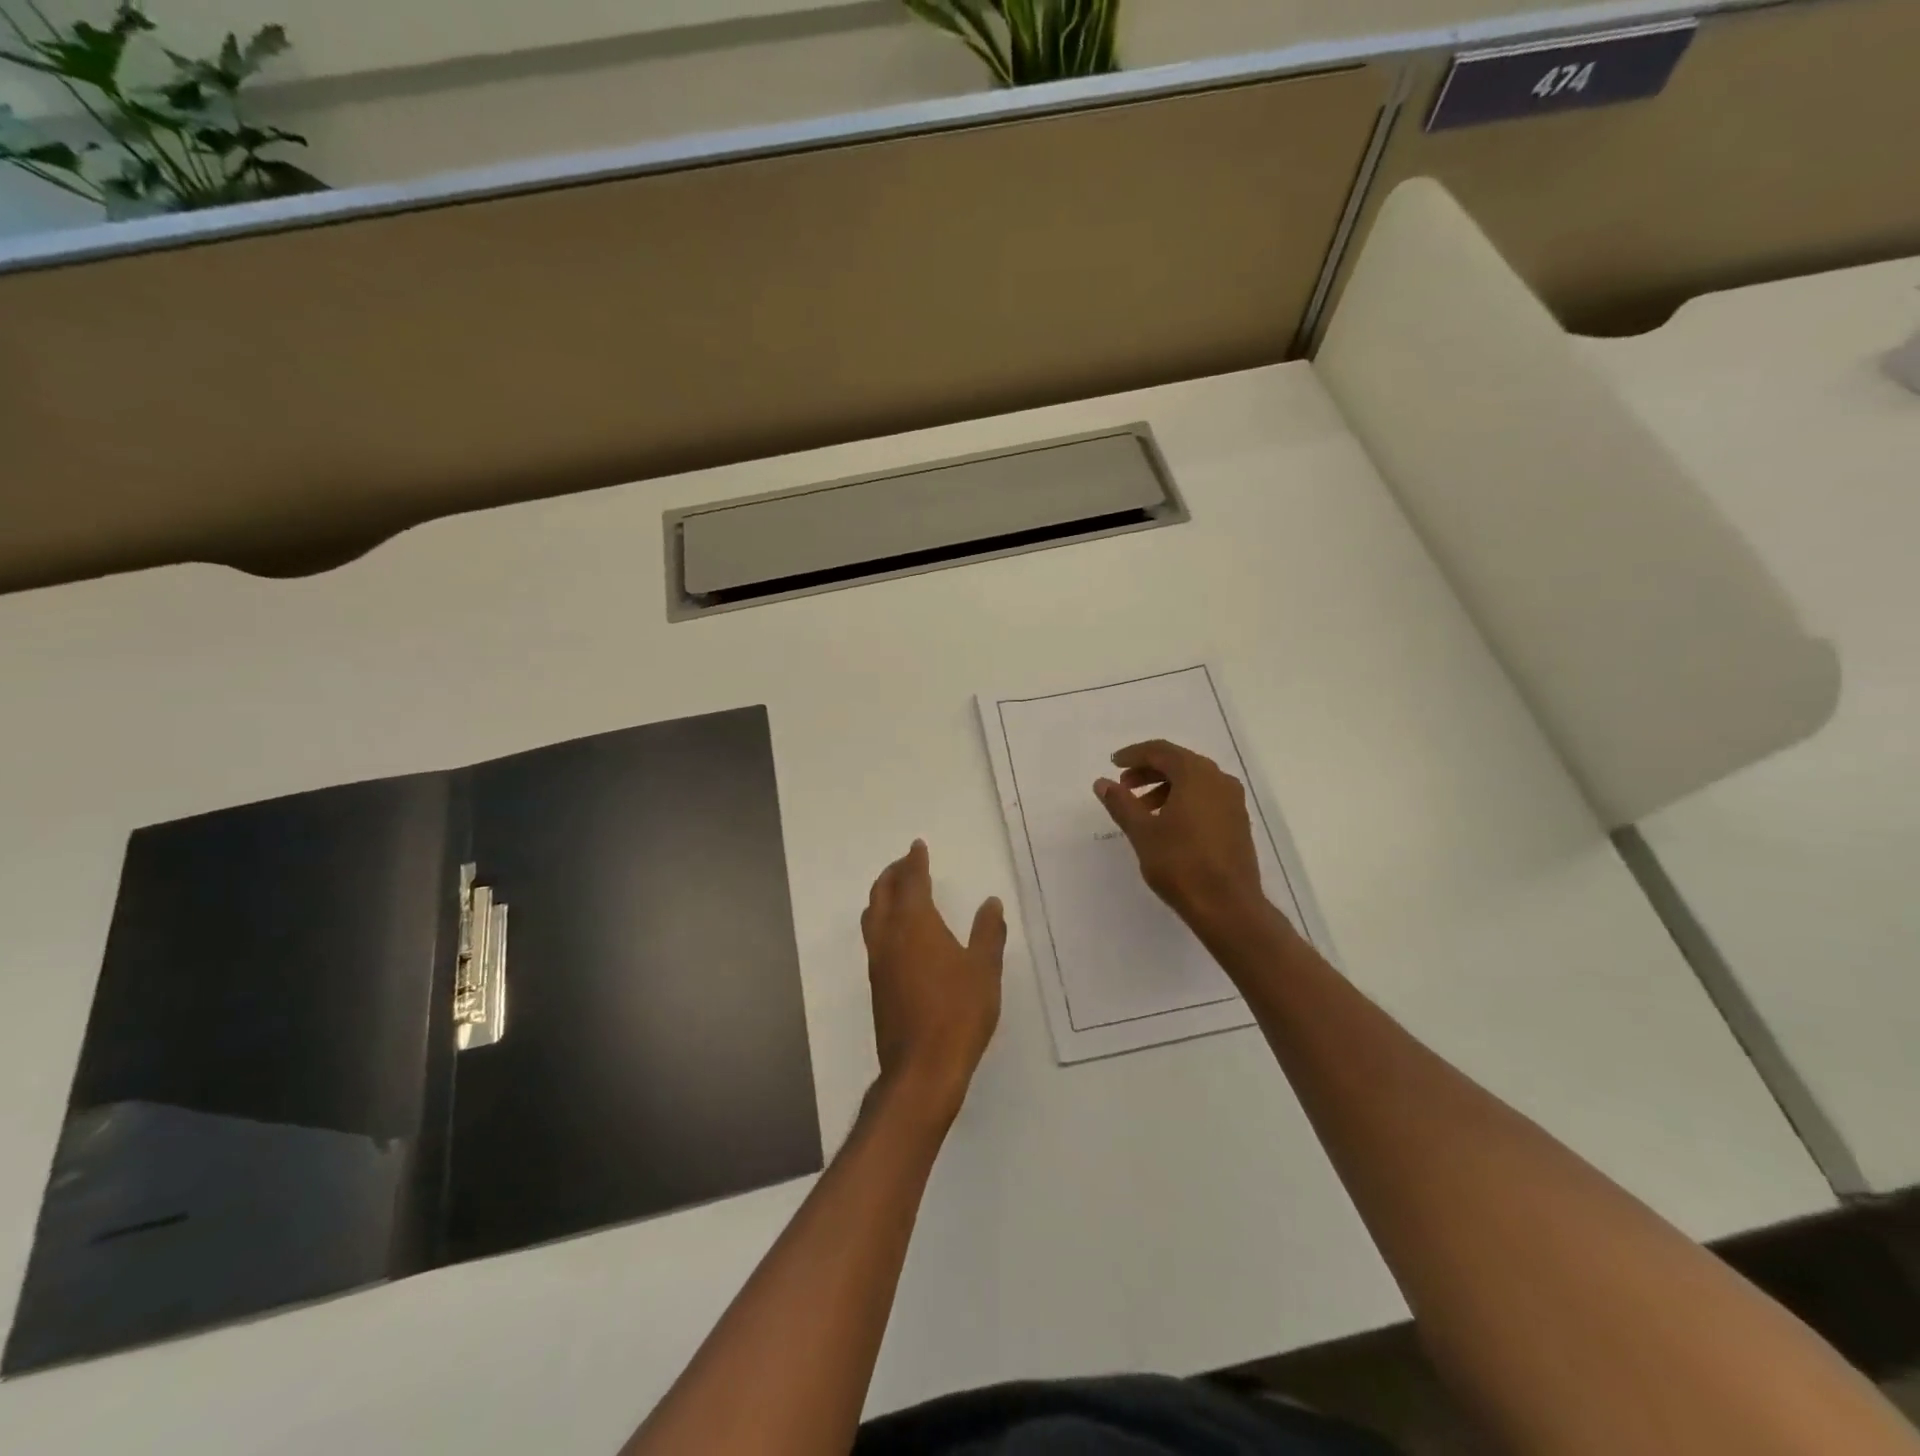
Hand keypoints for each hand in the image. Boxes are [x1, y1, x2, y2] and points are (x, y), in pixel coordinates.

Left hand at [861, 840, 1005, 1122]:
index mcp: (915, 924)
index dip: (915, 862)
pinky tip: (899, 933)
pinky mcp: (877, 984)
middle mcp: (889, 936)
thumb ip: (988, 932)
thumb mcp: (984, 969)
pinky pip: (874, 937)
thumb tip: (991, 902)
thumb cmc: (958, 1012)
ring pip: (872, 915)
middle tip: (906, 863)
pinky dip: (883, 920)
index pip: (912, 881)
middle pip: (882, 893)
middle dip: (893, 873)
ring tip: (898, 890)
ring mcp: (878, 962)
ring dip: (883, 895)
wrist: (922, 1068)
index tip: (918, 846)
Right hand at [1095, 740, 1269, 933]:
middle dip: (1149, 771)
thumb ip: (1121, 803)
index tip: (1114, 764)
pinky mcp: (1238, 821)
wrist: (1228, 906)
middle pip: (1179, 763)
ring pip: (1194, 781)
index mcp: (1196, 775)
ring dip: (1165, 786)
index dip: (1134, 755)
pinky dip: (1183, 799)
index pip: (1161, 751)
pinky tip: (1167, 823)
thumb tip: (1102, 783)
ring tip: (1142, 809)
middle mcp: (1219, 780)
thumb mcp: (1142, 832)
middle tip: (1124, 786)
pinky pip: (1206, 797)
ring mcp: (1233, 801)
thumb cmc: (1181, 864)